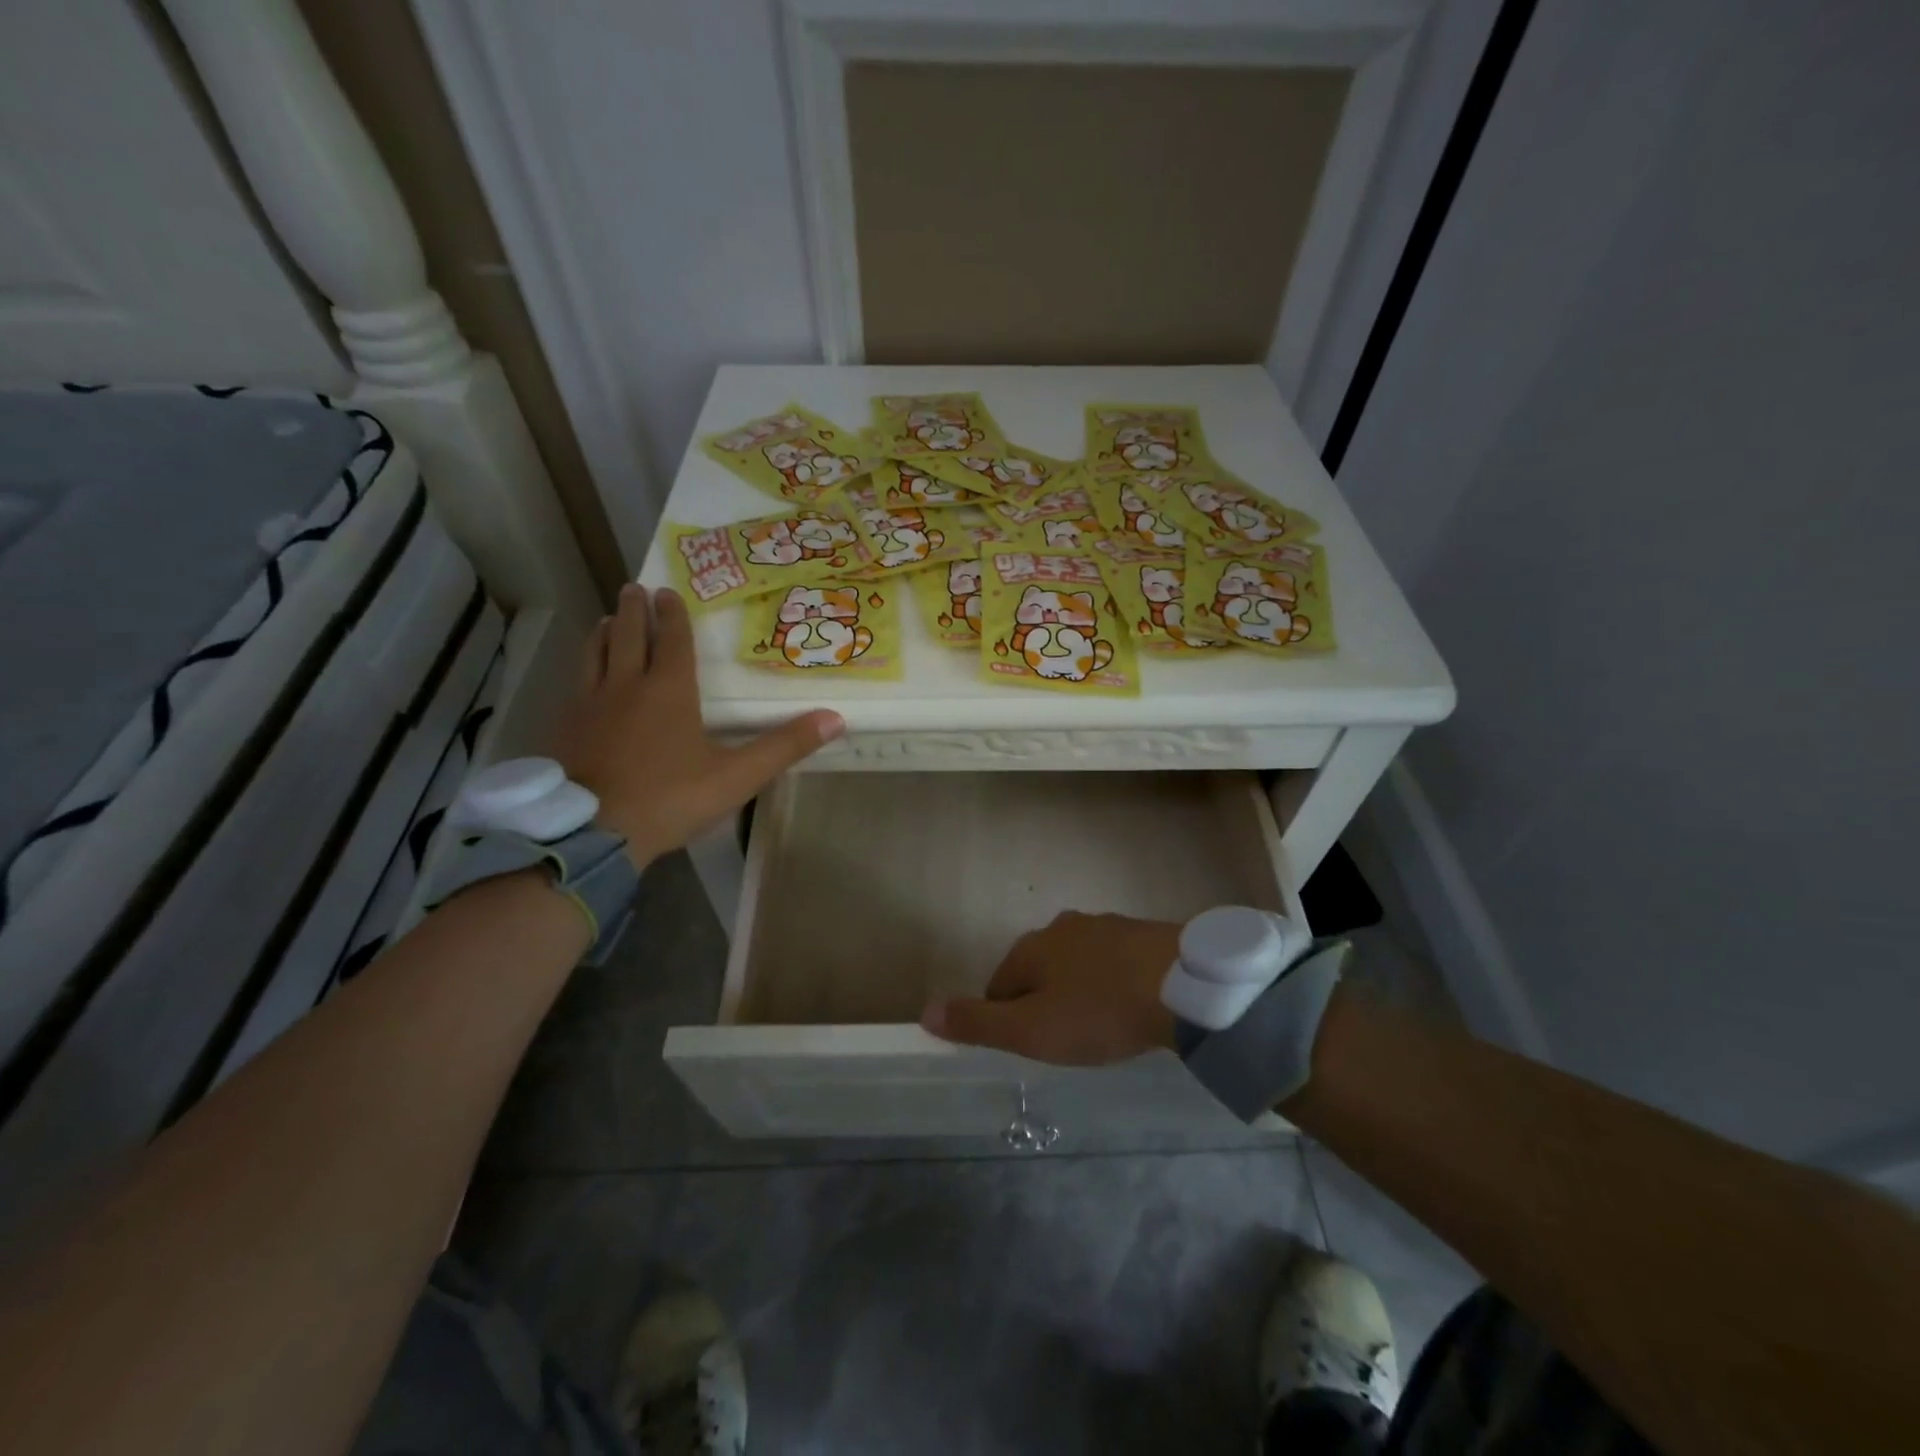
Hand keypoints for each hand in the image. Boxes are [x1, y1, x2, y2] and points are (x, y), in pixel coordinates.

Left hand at [550, 585, 842, 866]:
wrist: (593, 831)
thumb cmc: (670, 798)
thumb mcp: (738, 776)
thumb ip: (784, 746)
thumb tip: (836, 718)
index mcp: (669, 691)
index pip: (672, 642)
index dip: (672, 616)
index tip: (667, 592)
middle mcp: (627, 686)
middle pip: (629, 637)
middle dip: (634, 611)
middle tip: (634, 588)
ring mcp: (590, 705)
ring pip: (595, 655)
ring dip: (604, 633)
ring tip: (607, 620)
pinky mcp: (565, 728)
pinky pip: (574, 685)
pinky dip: (582, 668)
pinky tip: (582, 678)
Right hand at [921, 912, 1180, 1064]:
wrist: (1181, 983)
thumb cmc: (1098, 1011)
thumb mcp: (1031, 1031)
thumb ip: (978, 1023)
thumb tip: (925, 1012)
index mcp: (1029, 949)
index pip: (998, 987)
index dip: (1008, 1022)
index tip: (1035, 1048)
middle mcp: (1059, 928)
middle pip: (1037, 972)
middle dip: (1044, 1004)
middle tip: (1068, 1041)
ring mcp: (1102, 925)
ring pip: (1075, 964)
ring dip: (1078, 991)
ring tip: (1100, 1025)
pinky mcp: (1139, 932)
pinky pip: (1110, 962)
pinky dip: (1110, 982)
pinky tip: (1128, 1004)